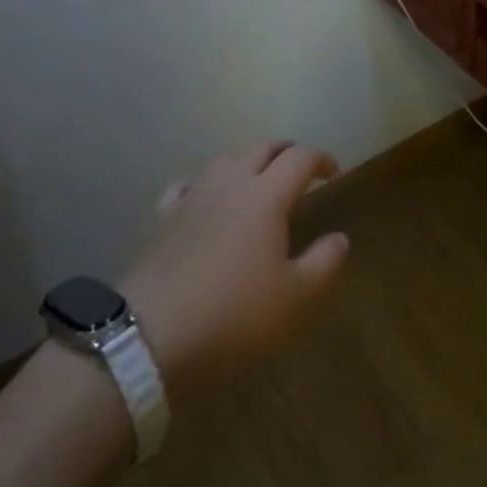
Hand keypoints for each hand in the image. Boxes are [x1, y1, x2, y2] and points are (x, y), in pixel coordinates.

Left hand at [119, 142, 347, 392]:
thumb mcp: (294, 300)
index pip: (300, 158)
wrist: (146, 339)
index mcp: (267, 195)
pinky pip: (188, 184)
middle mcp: (231, 183)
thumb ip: (325, 264)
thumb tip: (340, 238)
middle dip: (286, 151)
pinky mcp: (163, 218)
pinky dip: (205, 181)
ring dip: (248, 159)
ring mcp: (193, 197)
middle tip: (299, 168)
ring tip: (258, 176)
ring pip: (225, 158)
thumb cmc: (231, 316)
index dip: (321, 158)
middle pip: (262, 147)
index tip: (334, 172)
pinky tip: (205, 196)